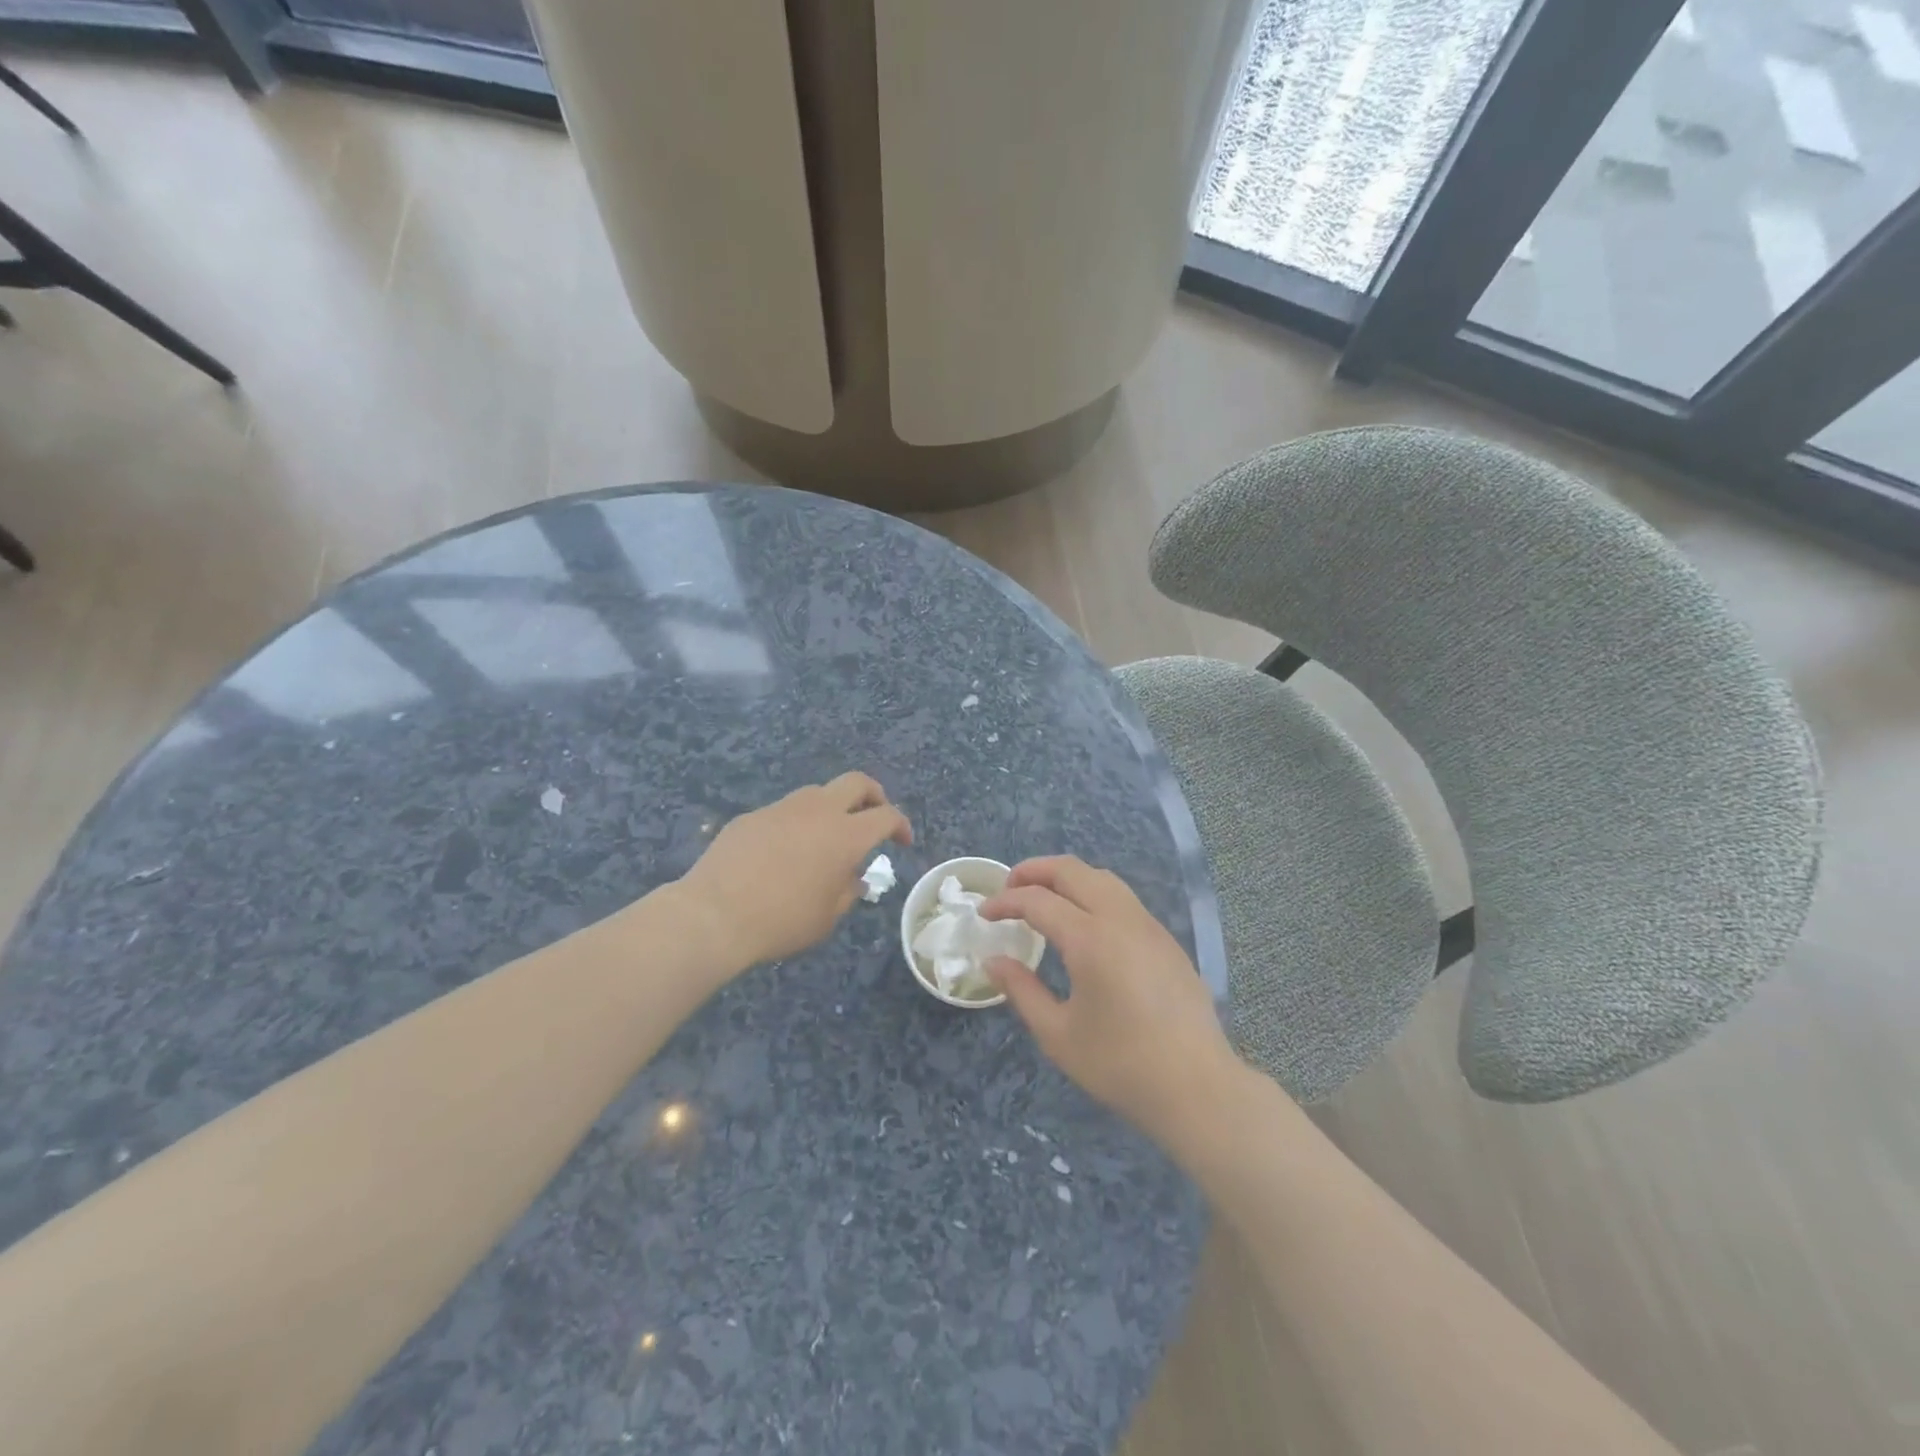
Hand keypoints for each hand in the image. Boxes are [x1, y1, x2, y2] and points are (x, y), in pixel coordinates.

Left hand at [677, 772, 912, 969]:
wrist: (714, 914)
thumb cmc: (782, 921)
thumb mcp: (826, 917)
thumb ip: (847, 891)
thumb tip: (853, 878)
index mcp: (845, 835)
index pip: (886, 816)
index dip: (900, 825)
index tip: (902, 841)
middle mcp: (818, 811)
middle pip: (857, 782)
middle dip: (874, 795)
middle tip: (874, 816)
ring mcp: (782, 809)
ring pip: (817, 793)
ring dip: (832, 808)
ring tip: (826, 837)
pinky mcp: (752, 816)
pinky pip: (784, 812)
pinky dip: (796, 825)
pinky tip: (783, 853)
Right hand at [980, 857, 1238, 1151]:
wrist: (1197, 1087)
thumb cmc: (1120, 1065)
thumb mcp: (1058, 1034)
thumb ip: (1022, 990)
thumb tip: (994, 961)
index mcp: (1090, 939)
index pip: (1038, 901)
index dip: (1005, 902)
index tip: (984, 913)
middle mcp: (1120, 919)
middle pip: (1072, 870)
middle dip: (1034, 871)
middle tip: (1009, 888)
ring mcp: (1148, 925)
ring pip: (1102, 878)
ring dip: (1067, 877)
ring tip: (1043, 897)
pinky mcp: (1166, 939)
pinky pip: (1123, 898)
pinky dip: (1093, 893)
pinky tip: (1083, 922)